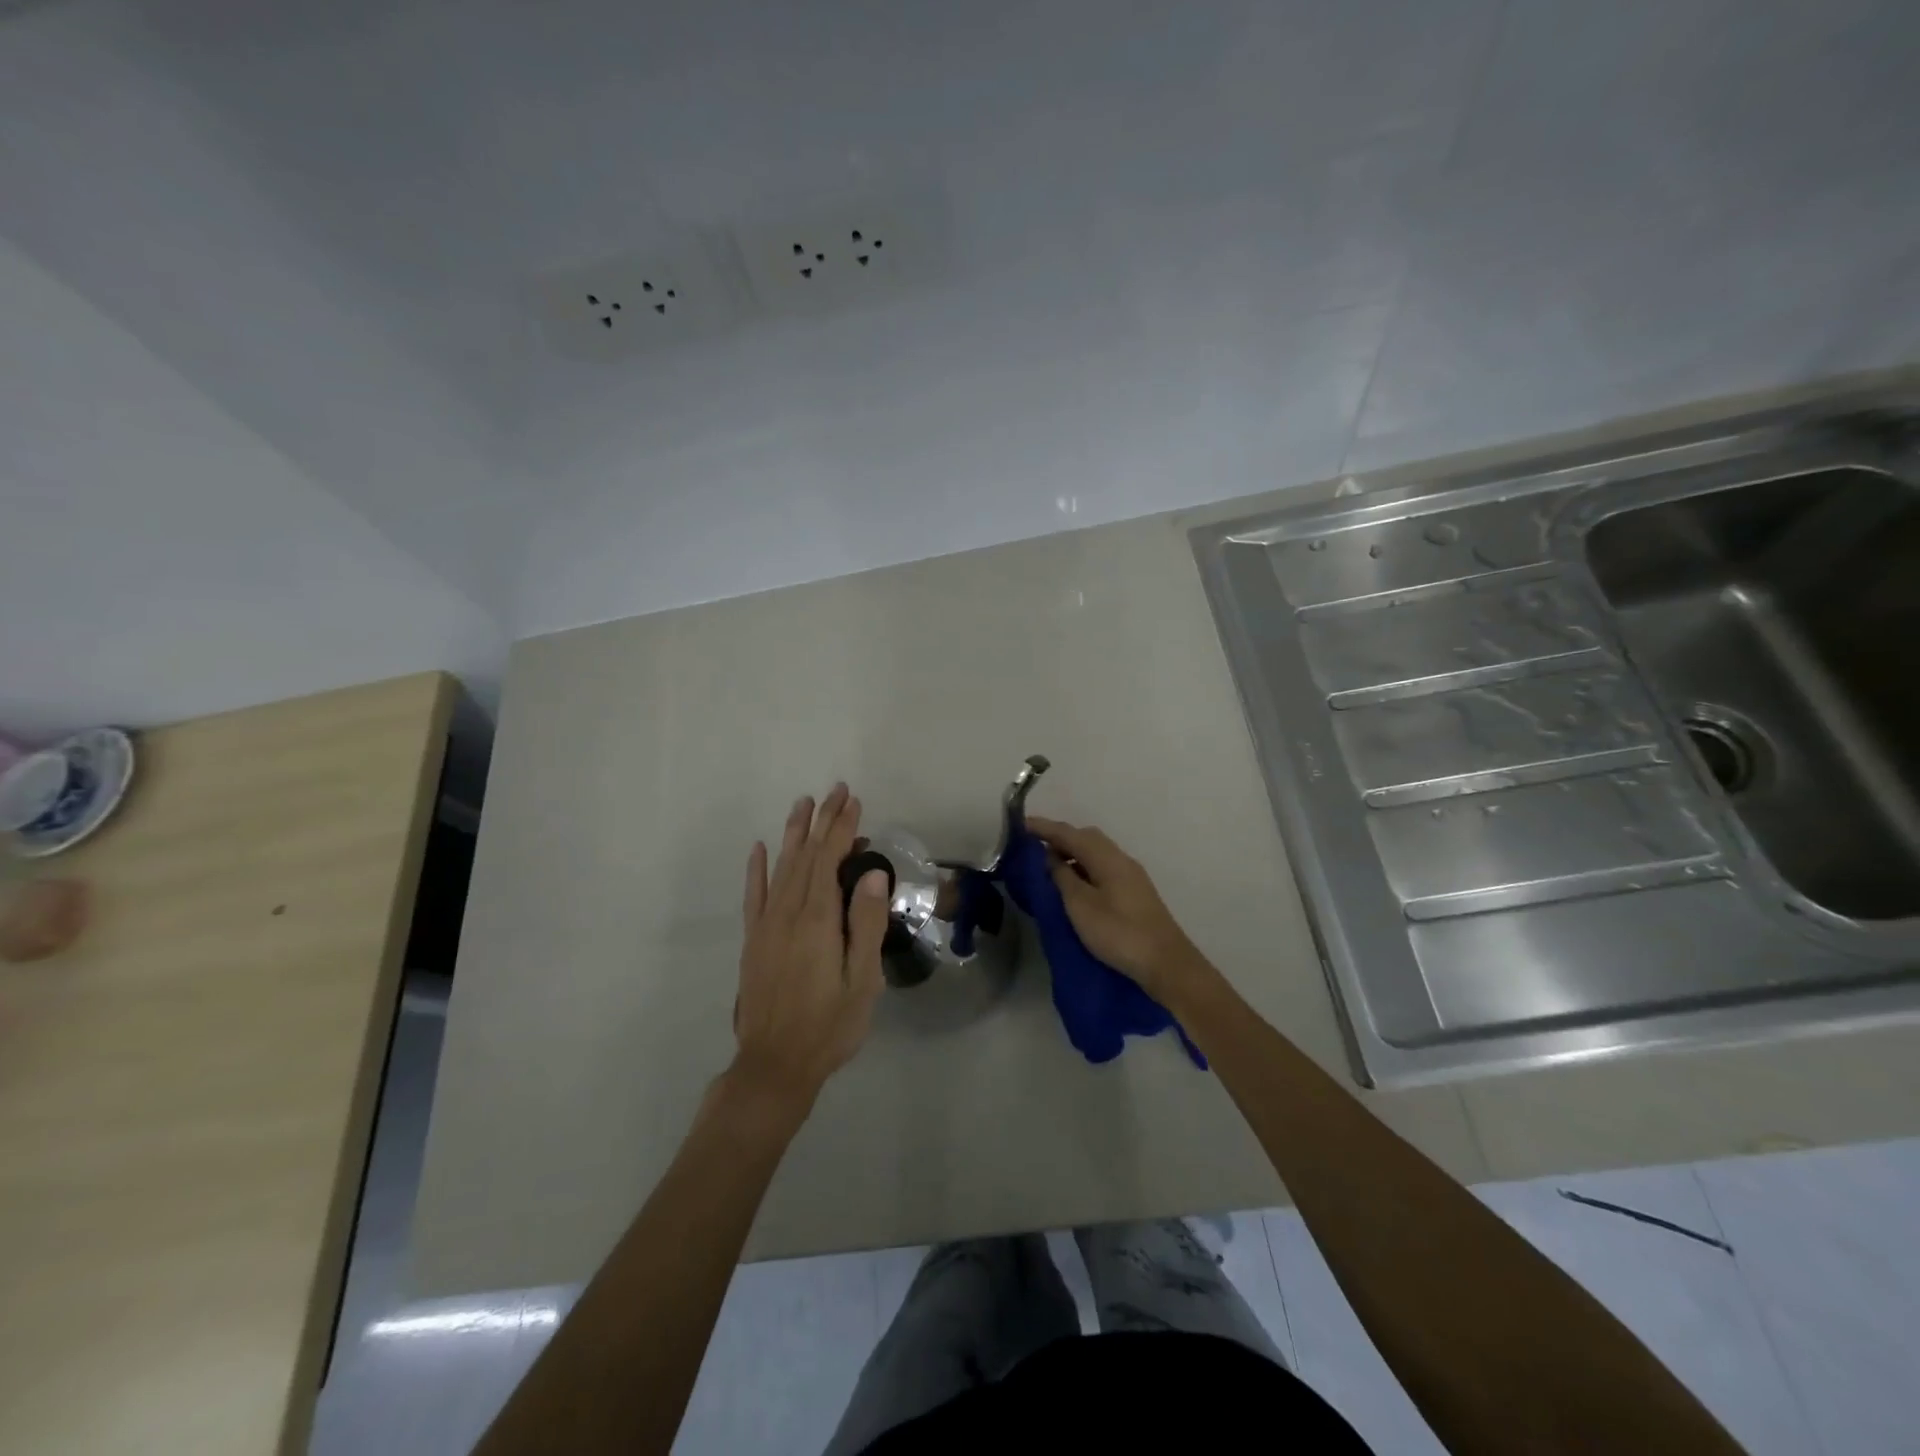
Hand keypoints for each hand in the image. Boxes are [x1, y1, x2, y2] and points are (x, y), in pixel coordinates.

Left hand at [732, 784, 889, 1112]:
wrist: (774, 1065)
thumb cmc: (829, 1025)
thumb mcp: (862, 980)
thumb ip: (867, 923)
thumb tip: (874, 873)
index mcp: (818, 920)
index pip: (830, 859)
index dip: (842, 828)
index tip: (853, 801)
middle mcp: (789, 912)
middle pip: (806, 855)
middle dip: (822, 820)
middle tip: (835, 791)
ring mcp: (767, 925)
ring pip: (781, 867)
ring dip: (793, 834)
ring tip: (803, 805)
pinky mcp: (754, 940)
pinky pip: (754, 894)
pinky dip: (757, 868)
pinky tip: (760, 849)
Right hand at [1025, 816, 1211, 1004]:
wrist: (1166, 963)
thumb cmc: (1119, 932)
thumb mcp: (1080, 905)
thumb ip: (1062, 877)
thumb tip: (1050, 856)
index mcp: (1106, 857)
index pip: (1069, 833)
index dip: (1043, 828)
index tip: (1019, 825)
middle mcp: (1120, 859)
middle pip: (1085, 838)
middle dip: (1058, 838)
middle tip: (1032, 847)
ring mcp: (1130, 876)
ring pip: (1095, 853)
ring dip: (1071, 854)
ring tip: (1047, 866)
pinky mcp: (1134, 892)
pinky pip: (1102, 867)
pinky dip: (1083, 868)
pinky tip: (1072, 884)